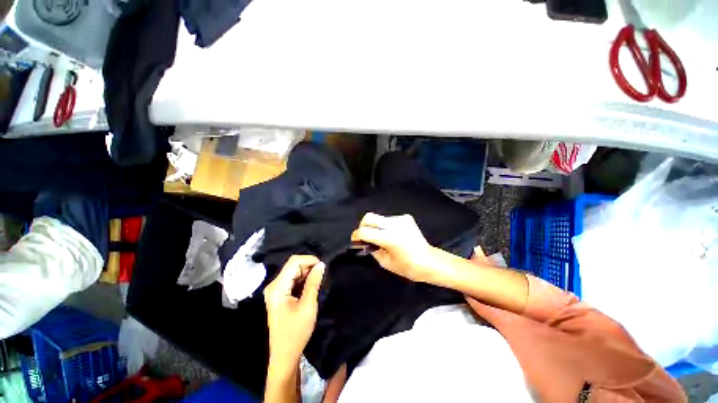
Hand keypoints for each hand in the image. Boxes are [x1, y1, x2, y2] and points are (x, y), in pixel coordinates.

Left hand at [264, 255, 325, 365]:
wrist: (284, 355)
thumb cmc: (296, 332)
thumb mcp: (308, 306)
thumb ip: (314, 282)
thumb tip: (321, 264)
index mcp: (278, 287)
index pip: (294, 262)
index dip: (310, 260)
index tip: (323, 267)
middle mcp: (274, 285)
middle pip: (293, 265)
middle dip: (309, 267)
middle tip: (322, 275)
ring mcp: (275, 290)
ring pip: (293, 272)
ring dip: (307, 273)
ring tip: (318, 281)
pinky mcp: (279, 295)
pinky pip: (292, 280)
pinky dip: (303, 280)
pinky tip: (310, 287)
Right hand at [350, 213, 435, 282]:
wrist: (429, 261)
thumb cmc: (408, 267)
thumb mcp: (386, 263)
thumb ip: (373, 250)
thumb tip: (366, 243)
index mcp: (388, 238)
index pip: (364, 231)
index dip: (356, 236)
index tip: (356, 240)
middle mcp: (393, 224)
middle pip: (369, 217)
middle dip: (363, 225)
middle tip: (365, 235)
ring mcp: (401, 219)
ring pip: (380, 218)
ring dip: (376, 226)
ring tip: (382, 237)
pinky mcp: (406, 217)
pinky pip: (390, 219)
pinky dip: (387, 226)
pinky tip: (393, 235)